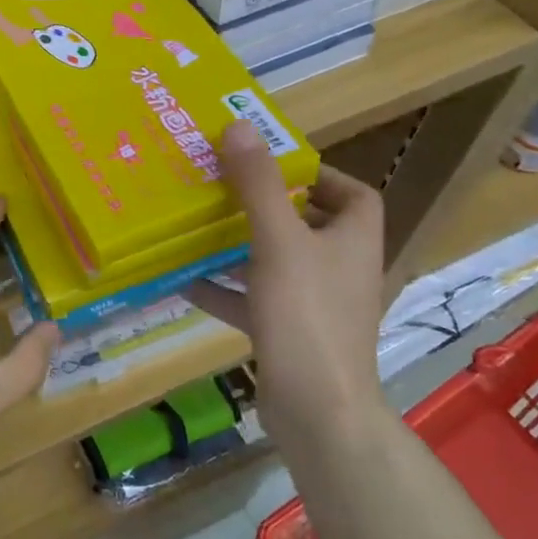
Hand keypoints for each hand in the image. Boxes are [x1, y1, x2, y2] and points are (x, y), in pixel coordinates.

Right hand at [187, 121, 385, 445]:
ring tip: (196, 227)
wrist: (318, 412)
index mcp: (352, 240)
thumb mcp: (278, 241)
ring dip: (239, 247)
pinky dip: (225, 291)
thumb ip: (257, 184)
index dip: (318, 174)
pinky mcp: (290, 335)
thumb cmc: (307, 315)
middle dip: (265, 207)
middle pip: (307, 225)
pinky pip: (255, 302)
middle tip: (221, 188)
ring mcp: (316, 306)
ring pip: (276, 263)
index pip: (353, 193)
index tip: (272, 164)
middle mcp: (340, 269)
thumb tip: (239, 126)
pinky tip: (184, 281)